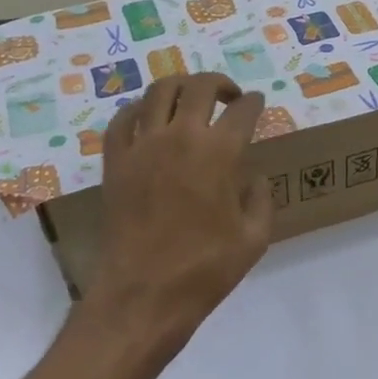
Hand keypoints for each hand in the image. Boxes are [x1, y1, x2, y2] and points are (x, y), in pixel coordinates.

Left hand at [87, 73, 271, 360]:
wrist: (143, 295)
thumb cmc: (205, 269)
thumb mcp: (254, 238)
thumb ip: (261, 198)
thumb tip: (254, 176)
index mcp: (220, 153)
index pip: (242, 110)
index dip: (253, 103)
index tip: (256, 104)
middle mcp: (181, 137)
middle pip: (200, 86)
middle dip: (219, 84)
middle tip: (228, 95)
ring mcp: (143, 146)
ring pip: (159, 91)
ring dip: (180, 87)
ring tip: (189, 98)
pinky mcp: (115, 161)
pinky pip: (122, 119)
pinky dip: (137, 110)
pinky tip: (147, 119)